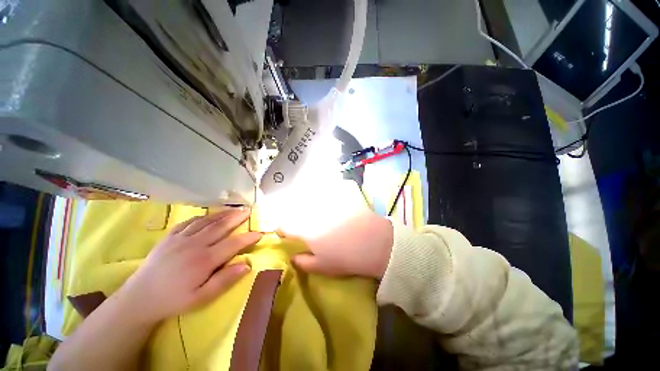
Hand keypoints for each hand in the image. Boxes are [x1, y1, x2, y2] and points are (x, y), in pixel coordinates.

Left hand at [120, 208, 261, 322]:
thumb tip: (246, 265)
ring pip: (206, 221)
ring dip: (222, 214)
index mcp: (203, 260)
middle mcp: (194, 245)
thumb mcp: (200, 298)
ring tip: (234, 209)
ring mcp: (180, 239)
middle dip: (237, 217)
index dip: (248, 237)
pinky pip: (189, 222)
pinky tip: (209, 215)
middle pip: (221, 227)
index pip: (233, 244)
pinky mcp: (169, 237)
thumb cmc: (173, 300)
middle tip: (249, 210)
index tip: (260, 233)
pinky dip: (203, 216)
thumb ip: (224, 281)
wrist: (139, 298)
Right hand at [278, 182, 393, 278]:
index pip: (286, 226)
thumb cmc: (345, 258)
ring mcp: (328, 203)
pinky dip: (333, 190)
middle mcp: (313, 213)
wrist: (373, 243)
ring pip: (313, 198)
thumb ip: (304, 263)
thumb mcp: (322, 267)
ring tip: (318, 211)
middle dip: (296, 215)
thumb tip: (293, 258)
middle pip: (297, 210)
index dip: (282, 230)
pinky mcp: (342, 197)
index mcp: (306, 230)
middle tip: (302, 221)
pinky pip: (334, 189)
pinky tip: (336, 195)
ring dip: (310, 201)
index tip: (284, 233)